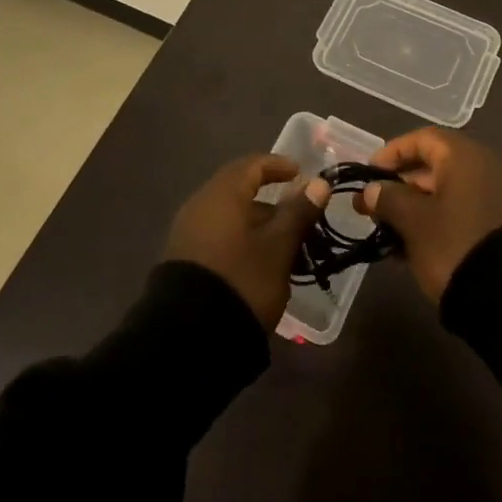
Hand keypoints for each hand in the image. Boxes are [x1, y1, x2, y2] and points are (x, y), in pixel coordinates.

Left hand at [164, 153, 325, 326]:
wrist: (188, 336)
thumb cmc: (242, 279)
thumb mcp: (278, 247)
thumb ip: (298, 212)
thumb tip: (318, 182)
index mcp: (222, 194)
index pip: (252, 165)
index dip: (278, 165)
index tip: (301, 174)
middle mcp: (200, 205)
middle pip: (239, 190)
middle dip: (271, 200)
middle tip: (298, 215)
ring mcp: (187, 233)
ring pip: (229, 216)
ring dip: (258, 224)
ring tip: (284, 246)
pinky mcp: (183, 260)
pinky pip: (218, 236)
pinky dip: (241, 240)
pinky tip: (258, 263)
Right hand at [357, 127, 501, 301]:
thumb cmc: (454, 243)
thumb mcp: (413, 221)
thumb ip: (388, 199)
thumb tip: (371, 190)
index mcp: (463, 157)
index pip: (422, 139)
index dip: (393, 152)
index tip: (369, 172)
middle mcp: (481, 169)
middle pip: (432, 166)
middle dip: (399, 185)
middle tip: (371, 206)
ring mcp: (491, 198)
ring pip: (443, 193)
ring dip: (412, 208)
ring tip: (385, 231)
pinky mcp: (494, 226)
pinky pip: (456, 213)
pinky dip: (432, 223)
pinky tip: (408, 248)